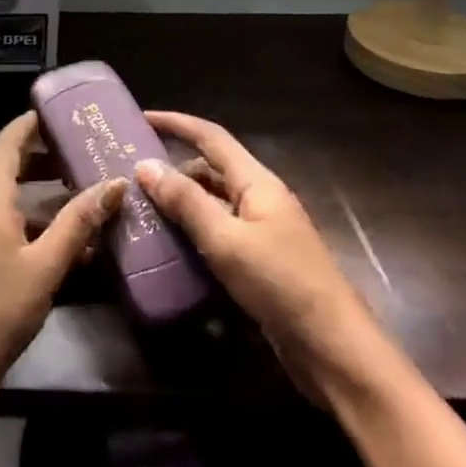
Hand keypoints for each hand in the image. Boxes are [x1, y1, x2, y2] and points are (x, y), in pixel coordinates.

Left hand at [0, 112, 127, 413]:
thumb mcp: (45, 267)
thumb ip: (78, 223)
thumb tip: (115, 183)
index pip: (6, 143)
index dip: (29, 124)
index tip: (58, 113)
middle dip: (34, 155)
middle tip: (71, 154)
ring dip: (28, 187)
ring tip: (68, 193)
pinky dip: (20, 216)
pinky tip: (50, 240)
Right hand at [136, 111, 388, 396]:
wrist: (334, 349)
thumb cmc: (281, 284)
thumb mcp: (226, 240)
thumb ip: (186, 202)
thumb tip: (145, 165)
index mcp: (257, 182)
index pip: (211, 137)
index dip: (177, 123)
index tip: (142, 117)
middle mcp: (260, 199)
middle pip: (210, 170)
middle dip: (173, 167)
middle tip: (131, 176)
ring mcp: (262, 232)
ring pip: (213, 204)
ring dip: (181, 203)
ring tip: (141, 211)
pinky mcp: (260, 263)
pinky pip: (218, 234)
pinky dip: (193, 234)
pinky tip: (169, 249)